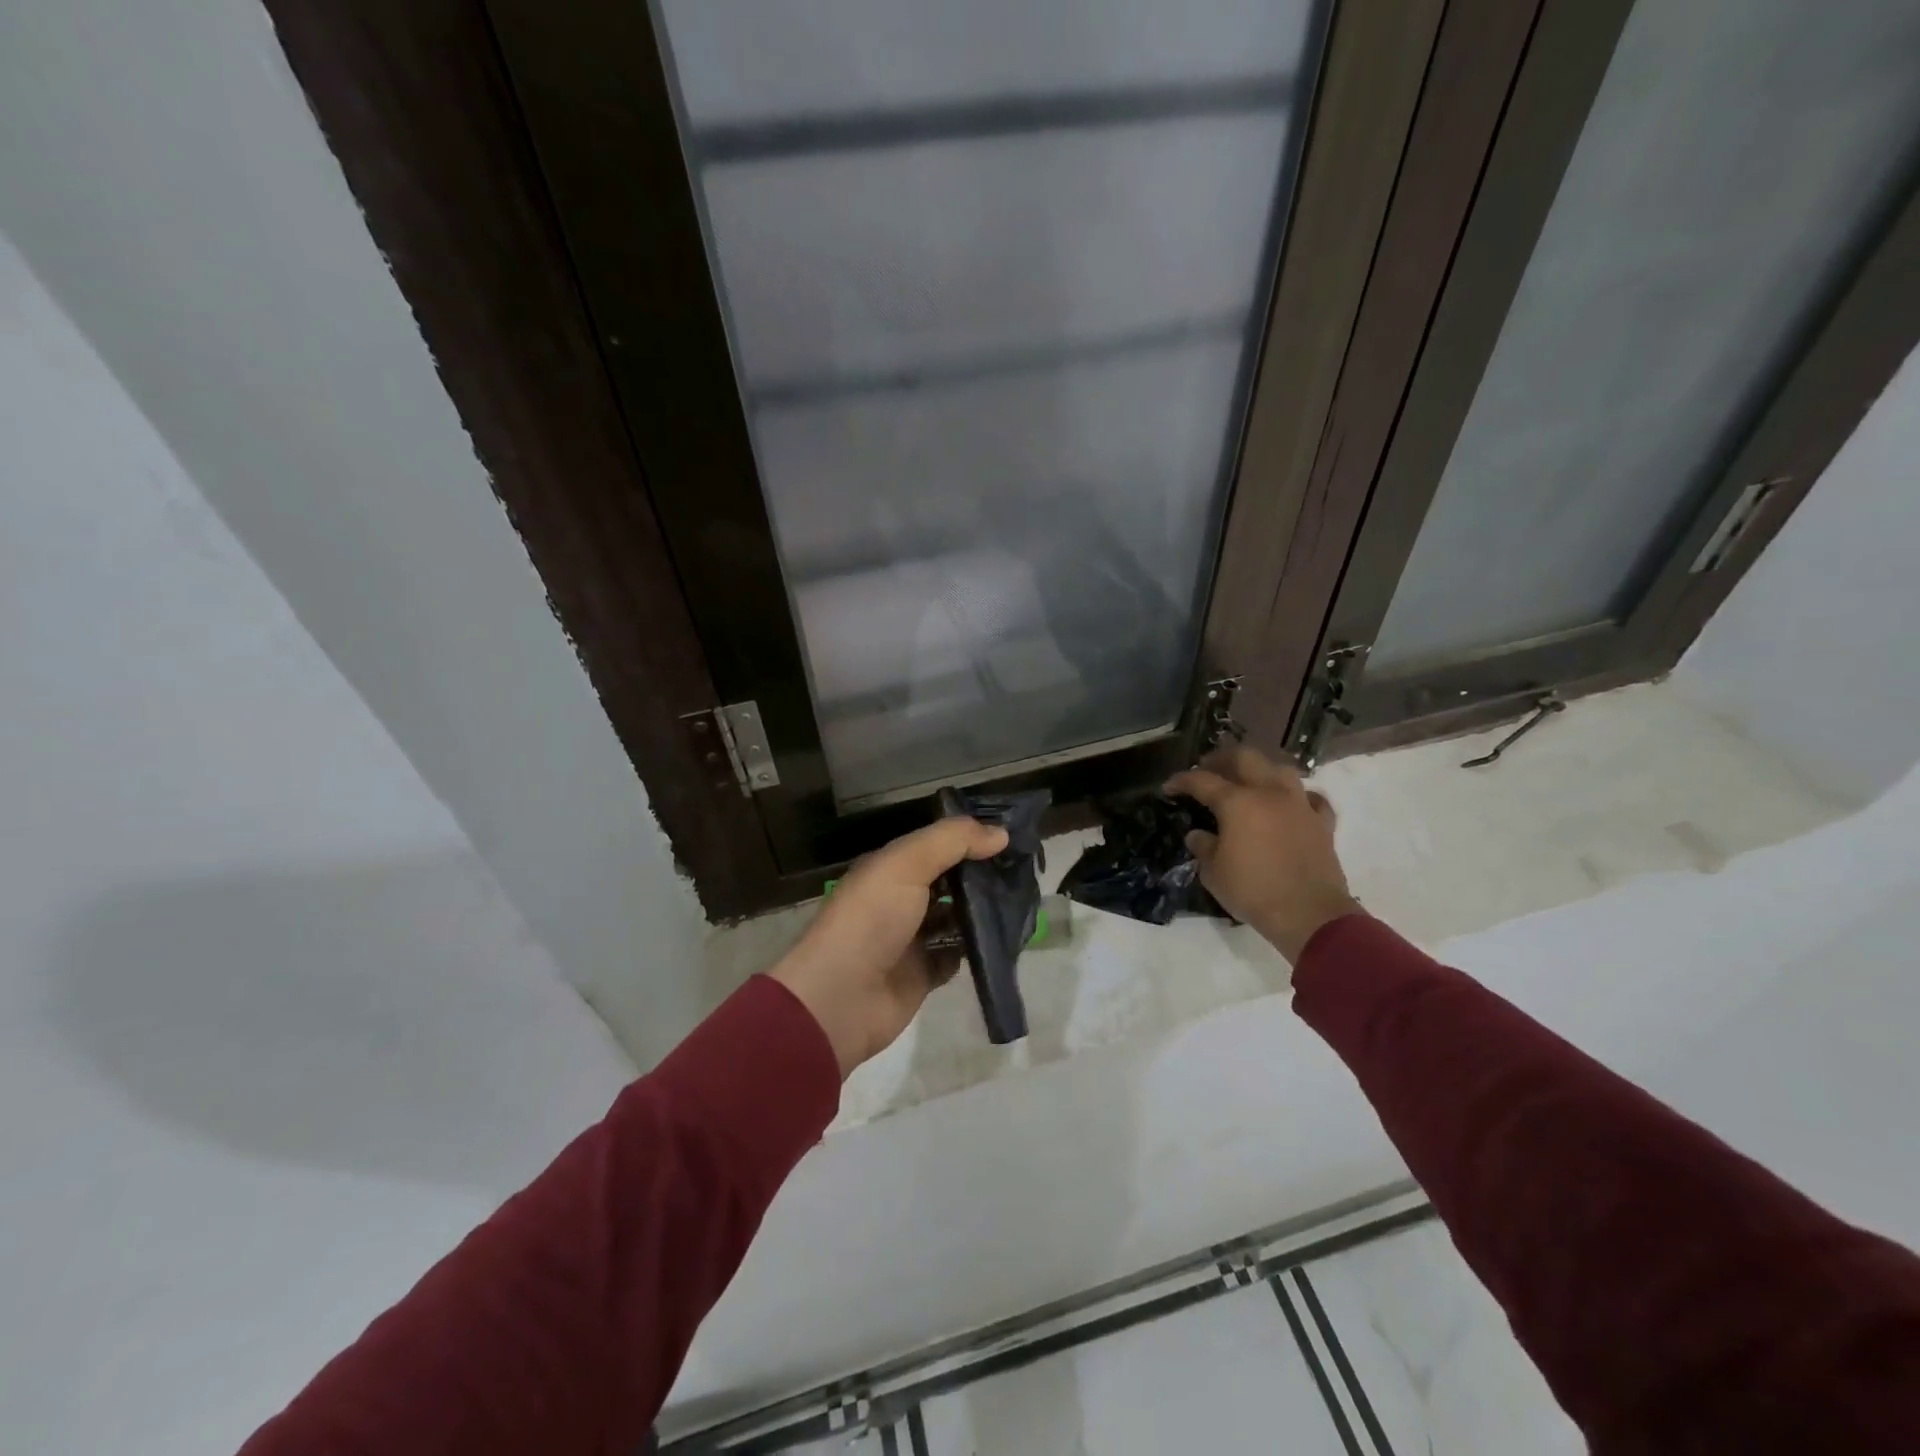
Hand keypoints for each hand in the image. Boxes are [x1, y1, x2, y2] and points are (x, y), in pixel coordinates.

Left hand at [770, 817, 1009, 1077]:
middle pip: (948, 880)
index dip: (969, 838)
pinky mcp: (923, 974)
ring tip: (1021, 901)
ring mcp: (911, 938)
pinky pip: (956, 955)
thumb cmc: (871, 919)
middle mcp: (900, 899)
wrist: (840, 998)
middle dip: (981, 874)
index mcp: (890, 868)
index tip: (1011, 835)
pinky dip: (975, 948)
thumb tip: (1001, 833)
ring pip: (955, 917)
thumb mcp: (906, 864)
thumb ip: (952, 841)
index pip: (936, 844)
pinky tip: (1001, 938)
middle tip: (1024, 870)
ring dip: (982, 911)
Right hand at [1166, 745, 1361, 962]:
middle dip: (1222, 759)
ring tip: (1249, 781)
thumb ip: (1203, 847)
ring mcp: (1300, 805)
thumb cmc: (1253, 891)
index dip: (1182, 780)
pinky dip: (1298, 796)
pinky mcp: (1322, 823)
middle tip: (1208, 769)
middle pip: (1245, 757)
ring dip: (1261, 769)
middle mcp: (1269, 793)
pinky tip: (1291, 804)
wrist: (1309, 914)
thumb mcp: (1213, 873)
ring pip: (1281, 769)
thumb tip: (1198, 835)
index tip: (1169, 787)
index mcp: (1237, 802)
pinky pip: (1311, 798)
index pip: (1202, 780)